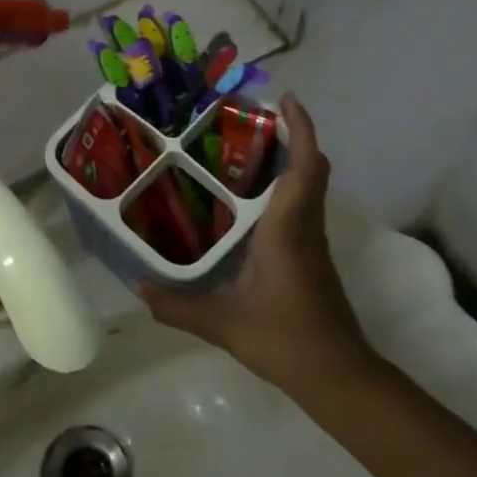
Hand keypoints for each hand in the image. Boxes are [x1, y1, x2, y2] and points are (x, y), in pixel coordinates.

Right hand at [137, 96, 375, 391]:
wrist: (339, 376)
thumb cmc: (286, 339)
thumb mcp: (223, 323)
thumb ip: (177, 305)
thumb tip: (137, 287)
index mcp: (287, 229)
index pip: (304, 167)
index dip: (301, 129)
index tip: (287, 99)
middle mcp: (305, 227)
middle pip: (312, 169)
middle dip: (293, 137)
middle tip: (253, 121)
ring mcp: (313, 243)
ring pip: (310, 188)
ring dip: (290, 162)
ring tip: (243, 153)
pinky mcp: (313, 259)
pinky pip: (302, 208)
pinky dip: (285, 190)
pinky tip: (249, 205)